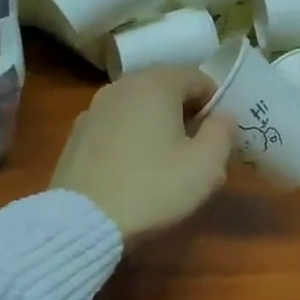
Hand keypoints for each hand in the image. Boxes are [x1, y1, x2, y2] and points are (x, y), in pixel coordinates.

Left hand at [51, 66, 232, 241]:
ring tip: (164, 162)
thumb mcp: (206, 166)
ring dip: (156, 125)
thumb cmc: (153, 188)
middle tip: (195, 150)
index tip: (219, 136)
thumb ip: (223, 132)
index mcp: (156, 84)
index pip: (199, 78)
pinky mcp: (76, 134)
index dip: (215, 104)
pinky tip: (132, 170)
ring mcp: (94, 108)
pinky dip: (129, 138)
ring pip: (138, 107)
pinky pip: (115, 126)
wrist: (83, 221)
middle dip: (185, 113)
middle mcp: (122, 85)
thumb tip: (222, 116)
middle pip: (166, 89)